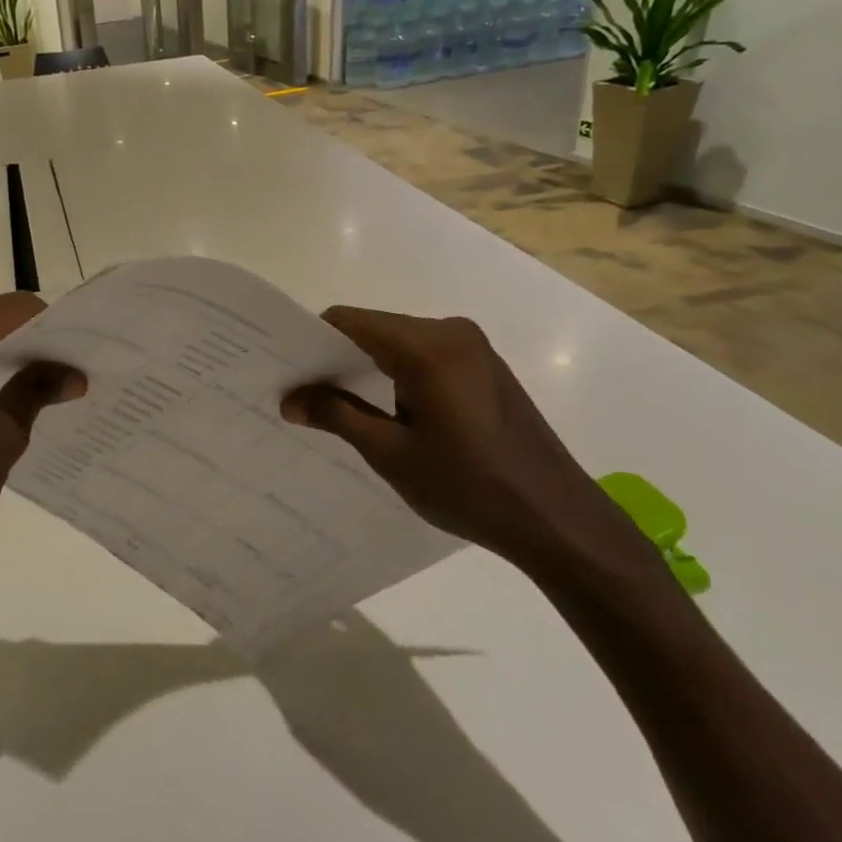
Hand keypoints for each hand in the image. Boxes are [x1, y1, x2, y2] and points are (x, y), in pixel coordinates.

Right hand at [283, 308, 657, 586]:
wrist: (557, 519)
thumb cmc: (468, 486)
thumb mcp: (391, 453)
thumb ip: (337, 415)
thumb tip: (290, 398)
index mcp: (427, 346)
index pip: (349, 321)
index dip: (311, 341)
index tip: (284, 369)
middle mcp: (451, 332)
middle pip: (374, 329)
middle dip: (336, 357)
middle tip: (302, 394)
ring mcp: (473, 348)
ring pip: (398, 343)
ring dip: (366, 368)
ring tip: (335, 407)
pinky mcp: (484, 368)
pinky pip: (424, 356)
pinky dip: (396, 375)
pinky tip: (384, 412)